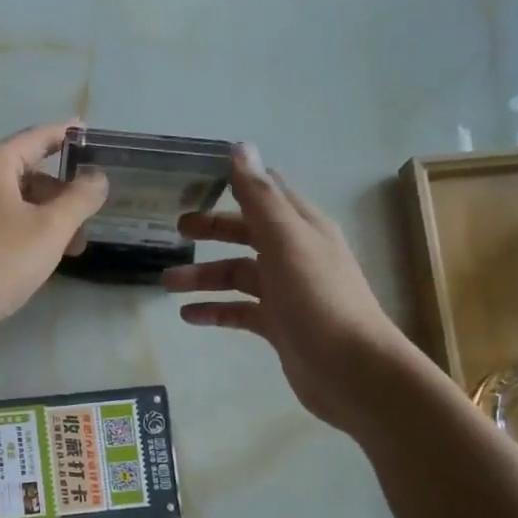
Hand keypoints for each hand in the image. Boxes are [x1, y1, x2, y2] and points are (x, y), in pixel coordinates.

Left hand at [0, 121, 109, 363]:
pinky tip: (41, 261)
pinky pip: (1, 228)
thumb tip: (96, 176)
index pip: (37, 138)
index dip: (66, 135)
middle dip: (62, 194)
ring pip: (15, 206)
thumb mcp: (51, 228)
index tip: (91, 135)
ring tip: (73, 249)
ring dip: (47, 220)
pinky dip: (26, 236)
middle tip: (91, 217)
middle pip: (27, 175)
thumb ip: (80, 198)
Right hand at [164, 144, 417, 432]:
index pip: (267, 192)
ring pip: (238, 275)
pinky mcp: (278, 325)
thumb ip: (260, 197)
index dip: (236, 183)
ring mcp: (287, 292)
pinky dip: (214, 310)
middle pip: (247, 233)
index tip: (196, 180)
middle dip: (213, 230)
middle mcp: (295, 254)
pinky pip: (239, 311)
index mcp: (302, 227)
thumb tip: (239, 147)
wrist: (350, 370)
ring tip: (167, 283)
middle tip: (175, 231)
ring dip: (204, 276)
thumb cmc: (319, 299)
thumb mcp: (286, 241)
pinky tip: (188, 316)